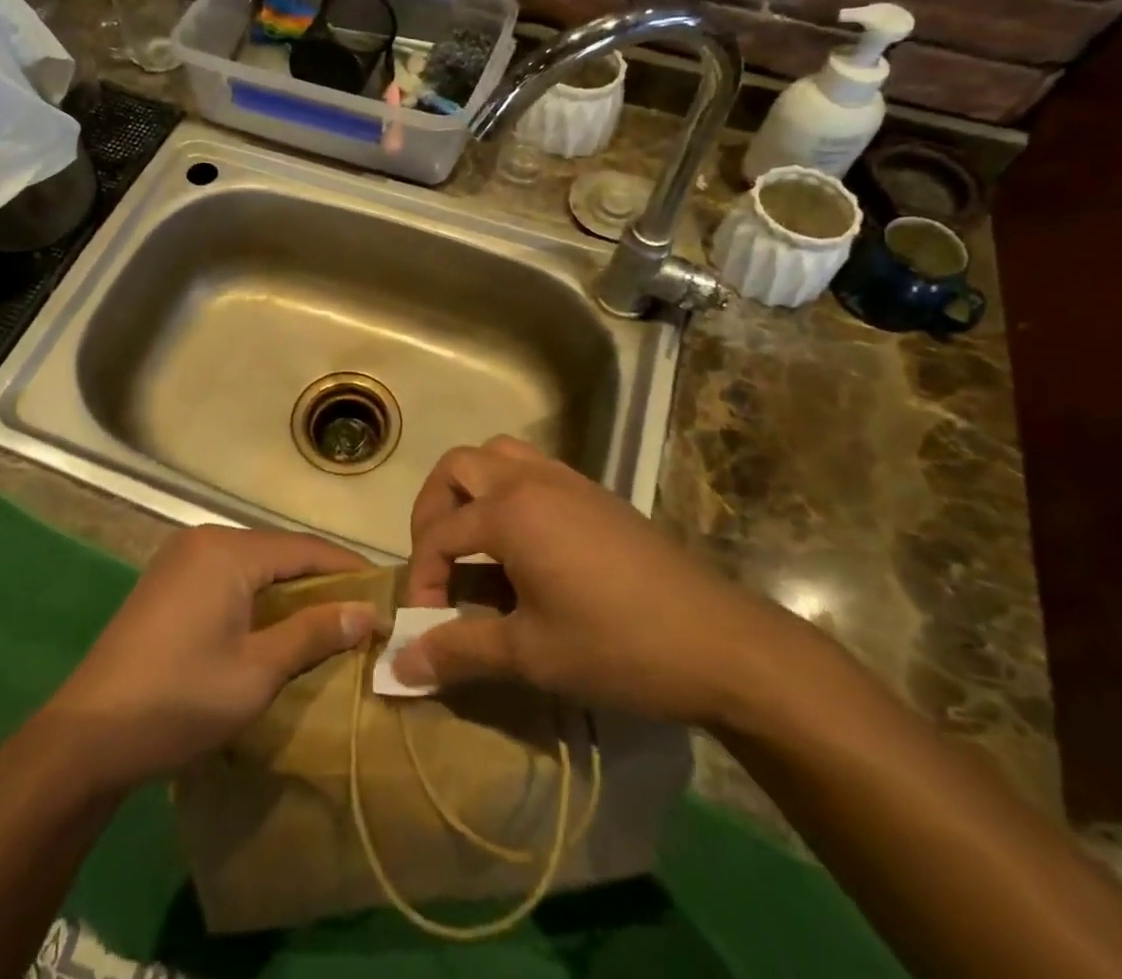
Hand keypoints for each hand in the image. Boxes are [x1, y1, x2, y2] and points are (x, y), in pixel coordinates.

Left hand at [40, 526, 378, 789]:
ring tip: (327, 619)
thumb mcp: (257, 672)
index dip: (348, 569)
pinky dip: (256, 594)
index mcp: (228, 551)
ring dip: (288, 588)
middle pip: (278, 551)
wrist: (86, 736)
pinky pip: (226, 574)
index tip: (385, 592)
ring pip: (252, 563)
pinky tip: (273, 622)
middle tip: (360, 611)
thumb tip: (367, 612)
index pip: (305, 548)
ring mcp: (180, 558)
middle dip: (320, 579)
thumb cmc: (180, 700)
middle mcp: (204, 539)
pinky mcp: (166, 580)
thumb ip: (313, 633)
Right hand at [394, 437, 795, 728]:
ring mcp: (566, 480)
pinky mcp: (594, 493)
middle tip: (437, 561)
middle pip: (458, 468)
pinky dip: (508, 491)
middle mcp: (531, 479)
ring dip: (471, 489)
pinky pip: (532, 468)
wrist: (720, 643)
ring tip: (472, 541)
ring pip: (497, 455)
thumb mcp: (531, 654)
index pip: (440, 534)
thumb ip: (460, 650)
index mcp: (510, 511)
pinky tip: (522, 545)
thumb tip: (401, 666)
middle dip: (433, 511)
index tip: (423, 625)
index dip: (421, 579)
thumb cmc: (617, 646)